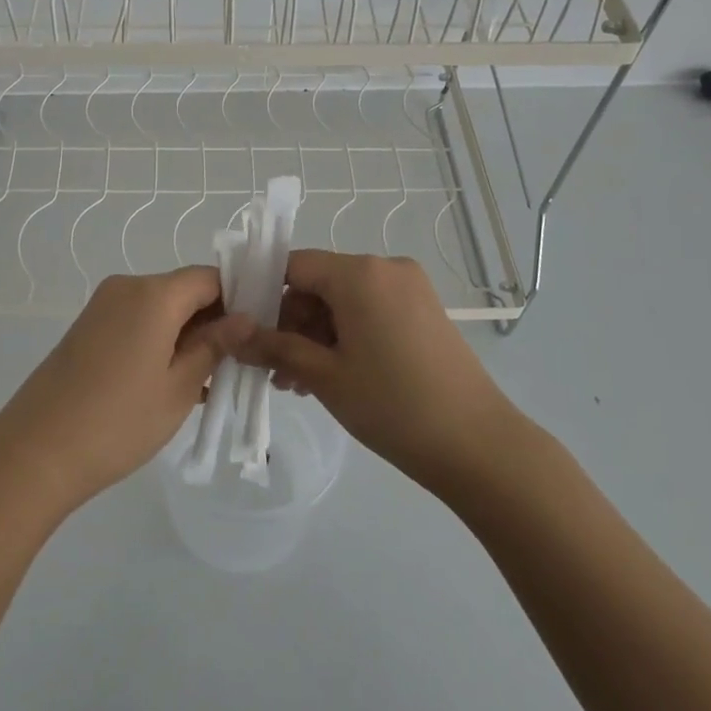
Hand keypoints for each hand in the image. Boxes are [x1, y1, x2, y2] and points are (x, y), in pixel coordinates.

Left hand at [0, 267, 230, 515]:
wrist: (36, 452)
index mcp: (153, 293)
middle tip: (237, 363)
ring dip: (187, 334)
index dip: (238, 298)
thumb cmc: (118, 421)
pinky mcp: (88, 327)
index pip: (210, 277)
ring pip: (161, 308)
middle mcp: (127, 287)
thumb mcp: (179, 387)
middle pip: (184, 290)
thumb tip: (245, 318)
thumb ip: (215, 346)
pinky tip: (174, 381)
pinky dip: (160, 341)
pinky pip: (137, 321)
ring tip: (209, 380)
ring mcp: (103, 306)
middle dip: (213, 320)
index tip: (257, 333)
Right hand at [225, 251, 527, 497]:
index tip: (247, 329)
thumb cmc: (393, 405)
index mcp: (360, 273)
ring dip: (316, 335)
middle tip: (275, 369)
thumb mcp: (324, 376)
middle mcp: (386, 268)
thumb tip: (232, 335)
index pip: (294, 265)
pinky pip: (370, 311)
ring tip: (299, 383)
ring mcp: (410, 289)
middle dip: (291, 323)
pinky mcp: (424, 311)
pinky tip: (332, 375)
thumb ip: (274, 347)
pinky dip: (347, 336)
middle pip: (320, 283)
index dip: (264, 293)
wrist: (478, 445)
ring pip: (344, 301)